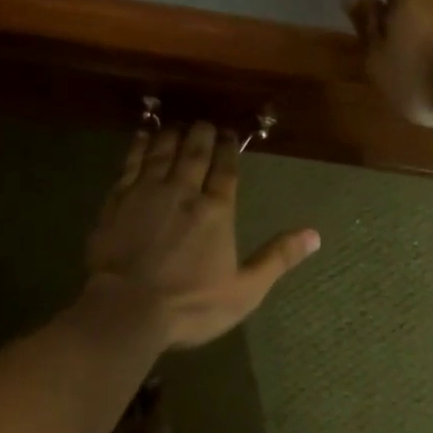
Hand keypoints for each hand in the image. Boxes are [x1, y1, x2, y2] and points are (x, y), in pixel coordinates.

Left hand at [81, 121, 319, 350]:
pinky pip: (129, 163)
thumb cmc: (190, 304)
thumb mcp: (244, 290)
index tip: (230, 133)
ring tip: (178, 124)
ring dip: (172, 134)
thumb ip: (278, 258)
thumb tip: (315, 235)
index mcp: (216, 211)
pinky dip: (138, 147)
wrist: (125, 310)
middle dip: (202, 133)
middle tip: (205, 122)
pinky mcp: (117, 201)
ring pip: (162, 151)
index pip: (225, 169)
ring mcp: (146, 193)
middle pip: (194, 152)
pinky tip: (141, 137)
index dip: (229, 148)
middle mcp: (183, 192)